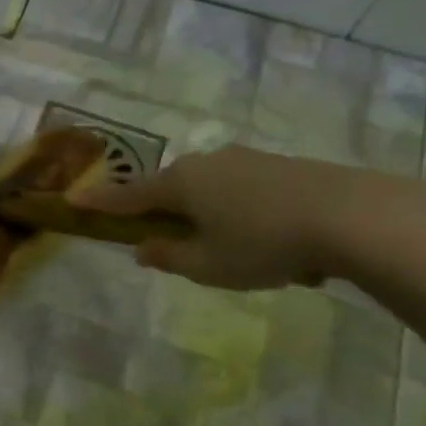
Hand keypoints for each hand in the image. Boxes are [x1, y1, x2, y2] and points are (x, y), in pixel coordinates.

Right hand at [72, 144, 385, 289]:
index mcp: (181, 183)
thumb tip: (144, 247)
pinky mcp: (281, 165)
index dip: (100, 202)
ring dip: (211, 219)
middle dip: (166, 214)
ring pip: (211, 191)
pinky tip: (276, 247)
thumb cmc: (263, 244)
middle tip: (174, 246)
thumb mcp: (207, 264)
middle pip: (172, 189)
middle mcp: (209, 162)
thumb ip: (168, 256)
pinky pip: (244, 194)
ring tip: (241, 257)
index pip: (129, 196)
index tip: (72, 200)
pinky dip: (245, 217)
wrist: (354, 216)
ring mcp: (247, 160)